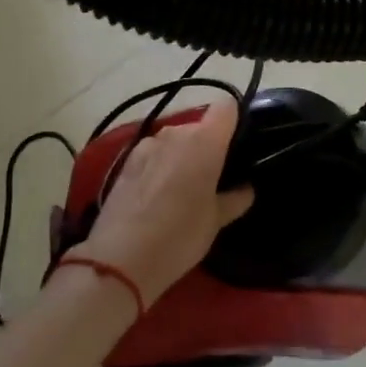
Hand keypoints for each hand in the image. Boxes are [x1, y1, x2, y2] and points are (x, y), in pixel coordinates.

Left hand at [75, 98, 253, 304]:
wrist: (120, 258)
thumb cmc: (180, 235)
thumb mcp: (216, 221)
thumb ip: (235, 198)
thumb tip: (245, 188)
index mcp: (205, 141)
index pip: (226, 107)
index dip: (234, 121)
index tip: (238, 146)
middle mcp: (176, 133)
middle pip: (199, 127)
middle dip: (208, 147)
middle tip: (213, 179)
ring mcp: (147, 145)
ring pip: (174, 141)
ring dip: (181, 157)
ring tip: (182, 190)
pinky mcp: (125, 160)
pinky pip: (153, 154)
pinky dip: (159, 166)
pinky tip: (156, 196)